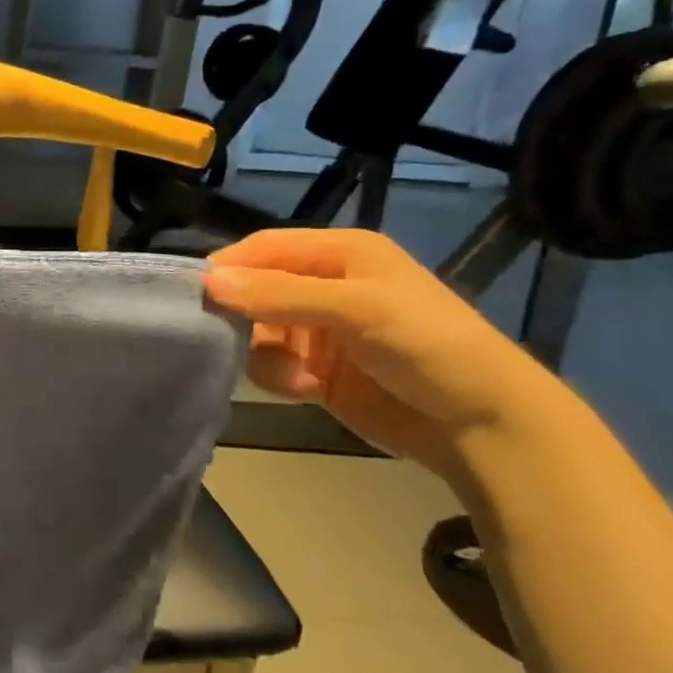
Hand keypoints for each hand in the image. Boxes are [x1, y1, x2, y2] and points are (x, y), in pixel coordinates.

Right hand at [202, 228, 568, 475]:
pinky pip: (270, 365)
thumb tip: (208, 282)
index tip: (191, 293)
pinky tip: (305, 389)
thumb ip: (280, 294)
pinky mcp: (315, 370)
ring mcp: (317, 330)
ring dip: (261, 352)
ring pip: (256, 331)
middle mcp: (323, 286)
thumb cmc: (427, 345)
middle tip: (221, 337)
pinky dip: (278, 377)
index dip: (228, 266)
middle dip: (239, 314)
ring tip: (291, 373)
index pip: (263, 248)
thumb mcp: (356, 309)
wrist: (481, 424)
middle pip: (253, 290)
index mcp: (339, 253)